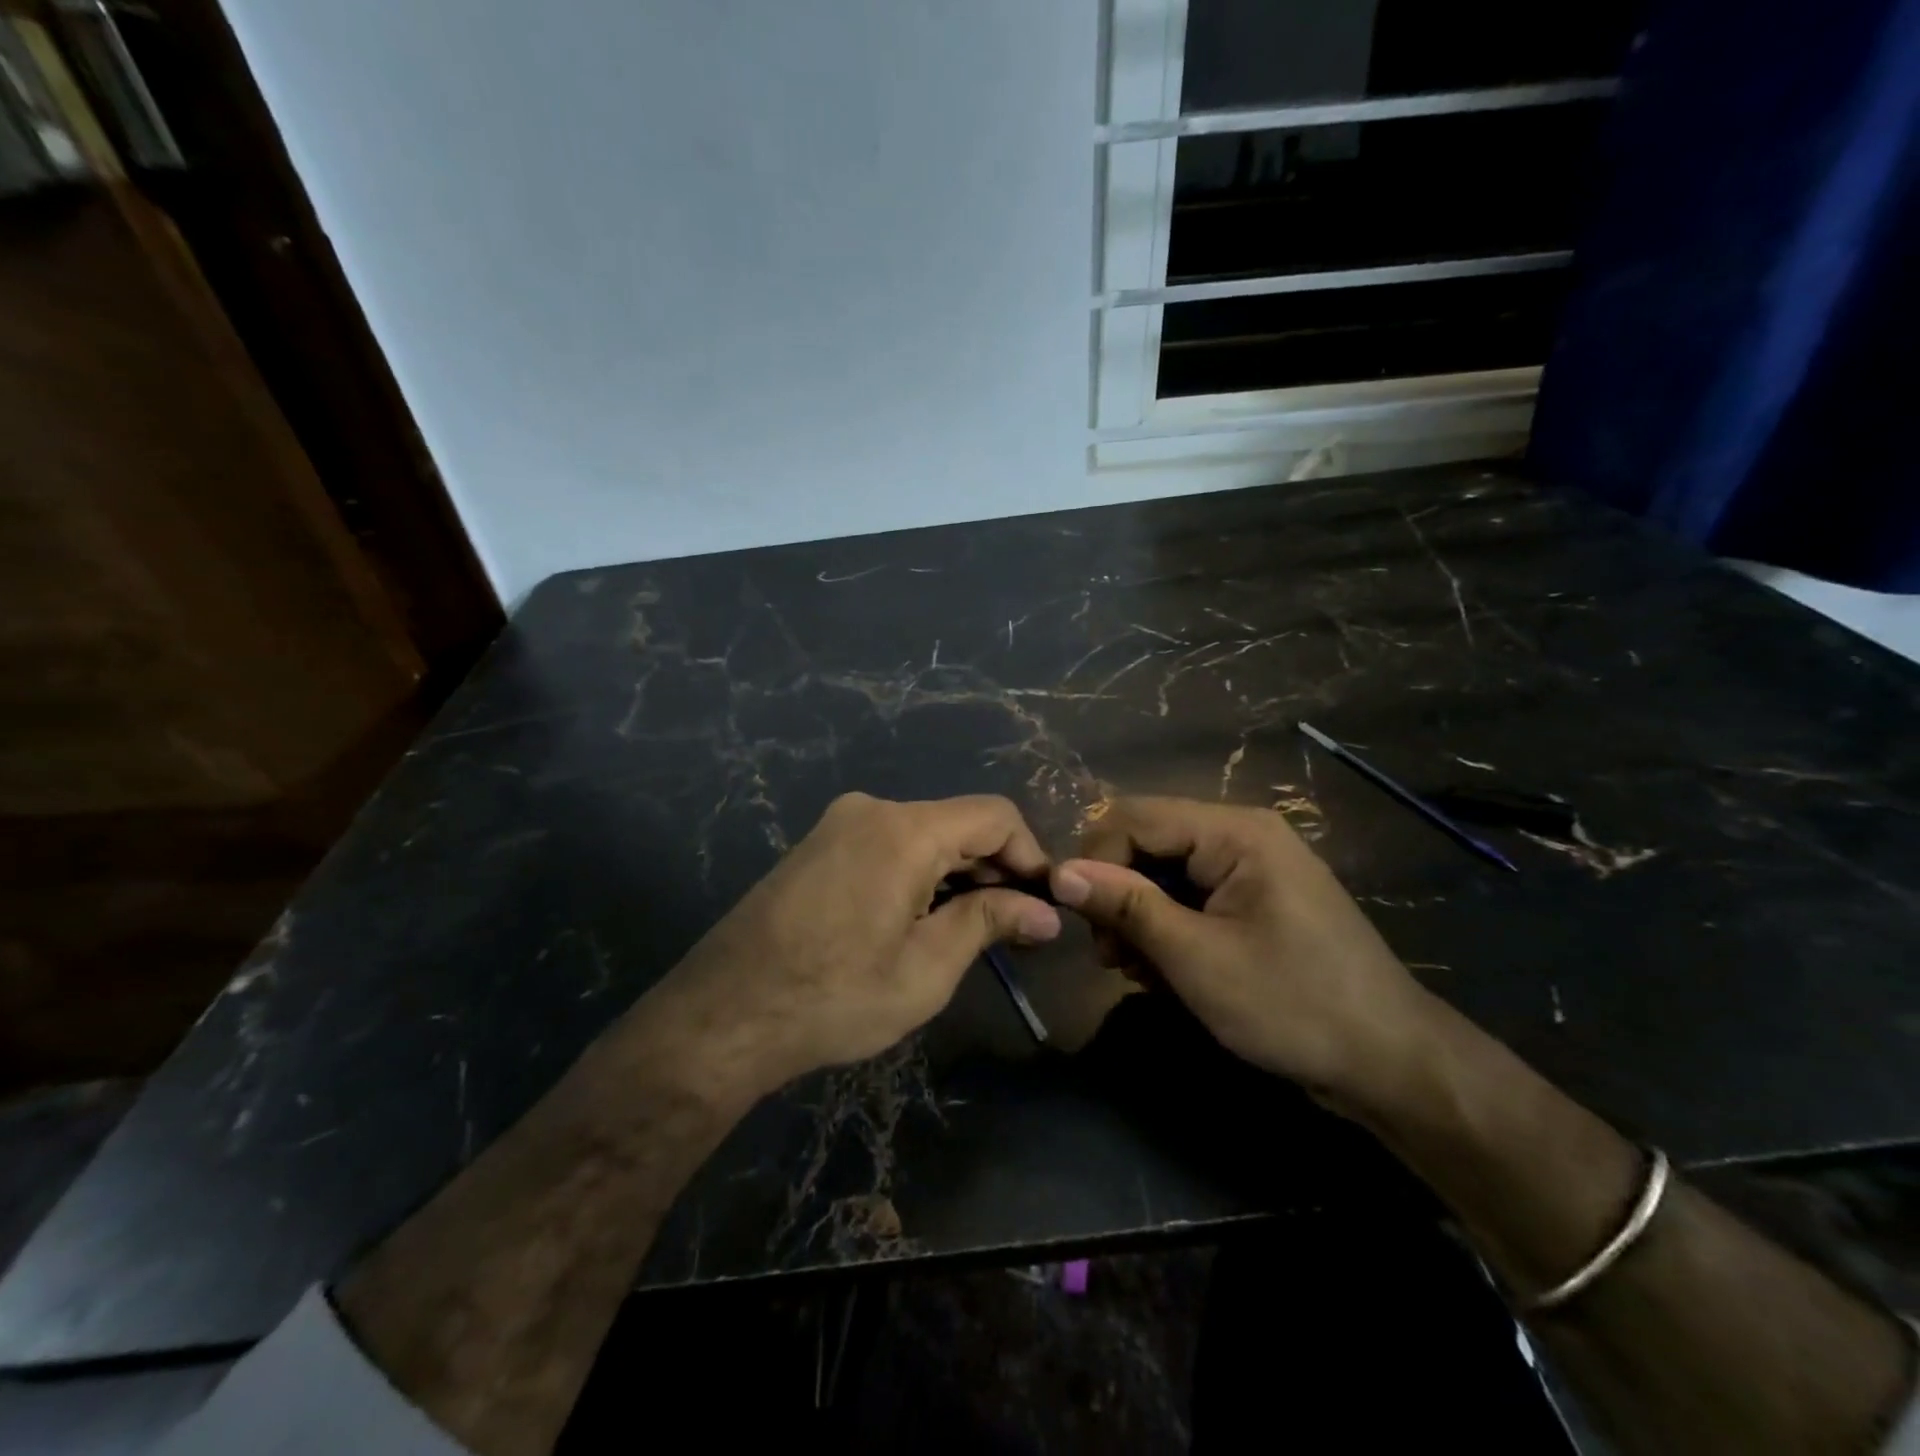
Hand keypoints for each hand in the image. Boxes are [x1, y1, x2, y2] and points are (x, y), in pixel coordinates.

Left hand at [650, 793, 1060, 1092]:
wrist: (721, 1016)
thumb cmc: (833, 997)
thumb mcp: (926, 969)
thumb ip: (990, 924)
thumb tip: (1045, 912)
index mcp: (904, 830)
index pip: (995, 815)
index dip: (1031, 855)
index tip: (1044, 905)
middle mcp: (872, 810)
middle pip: (958, 823)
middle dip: (995, 869)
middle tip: (1017, 928)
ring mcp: (839, 824)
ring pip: (924, 834)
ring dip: (958, 874)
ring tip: (973, 930)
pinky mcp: (819, 844)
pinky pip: (889, 844)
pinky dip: (920, 873)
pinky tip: (922, 919)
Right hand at [1049, 797, 1429, 1104]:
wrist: (1391, 1064)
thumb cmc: (1293, 1005)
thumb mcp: (1196, 958)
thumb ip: (1126, 906)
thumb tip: (1059, 874)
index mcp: (1234, 831)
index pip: (1133, 817)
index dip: (1094, 860)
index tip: (1076, 919)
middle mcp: (1240, 835)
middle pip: (1147, 843)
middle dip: (1118, 895)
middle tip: (1111, 958)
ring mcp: (1250, 868)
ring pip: (1163, 873)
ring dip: (1139, 919)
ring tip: (1140, 974)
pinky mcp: (1253, 899)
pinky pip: (1189, 896)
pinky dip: (1168, 930)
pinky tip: (1167, 974)